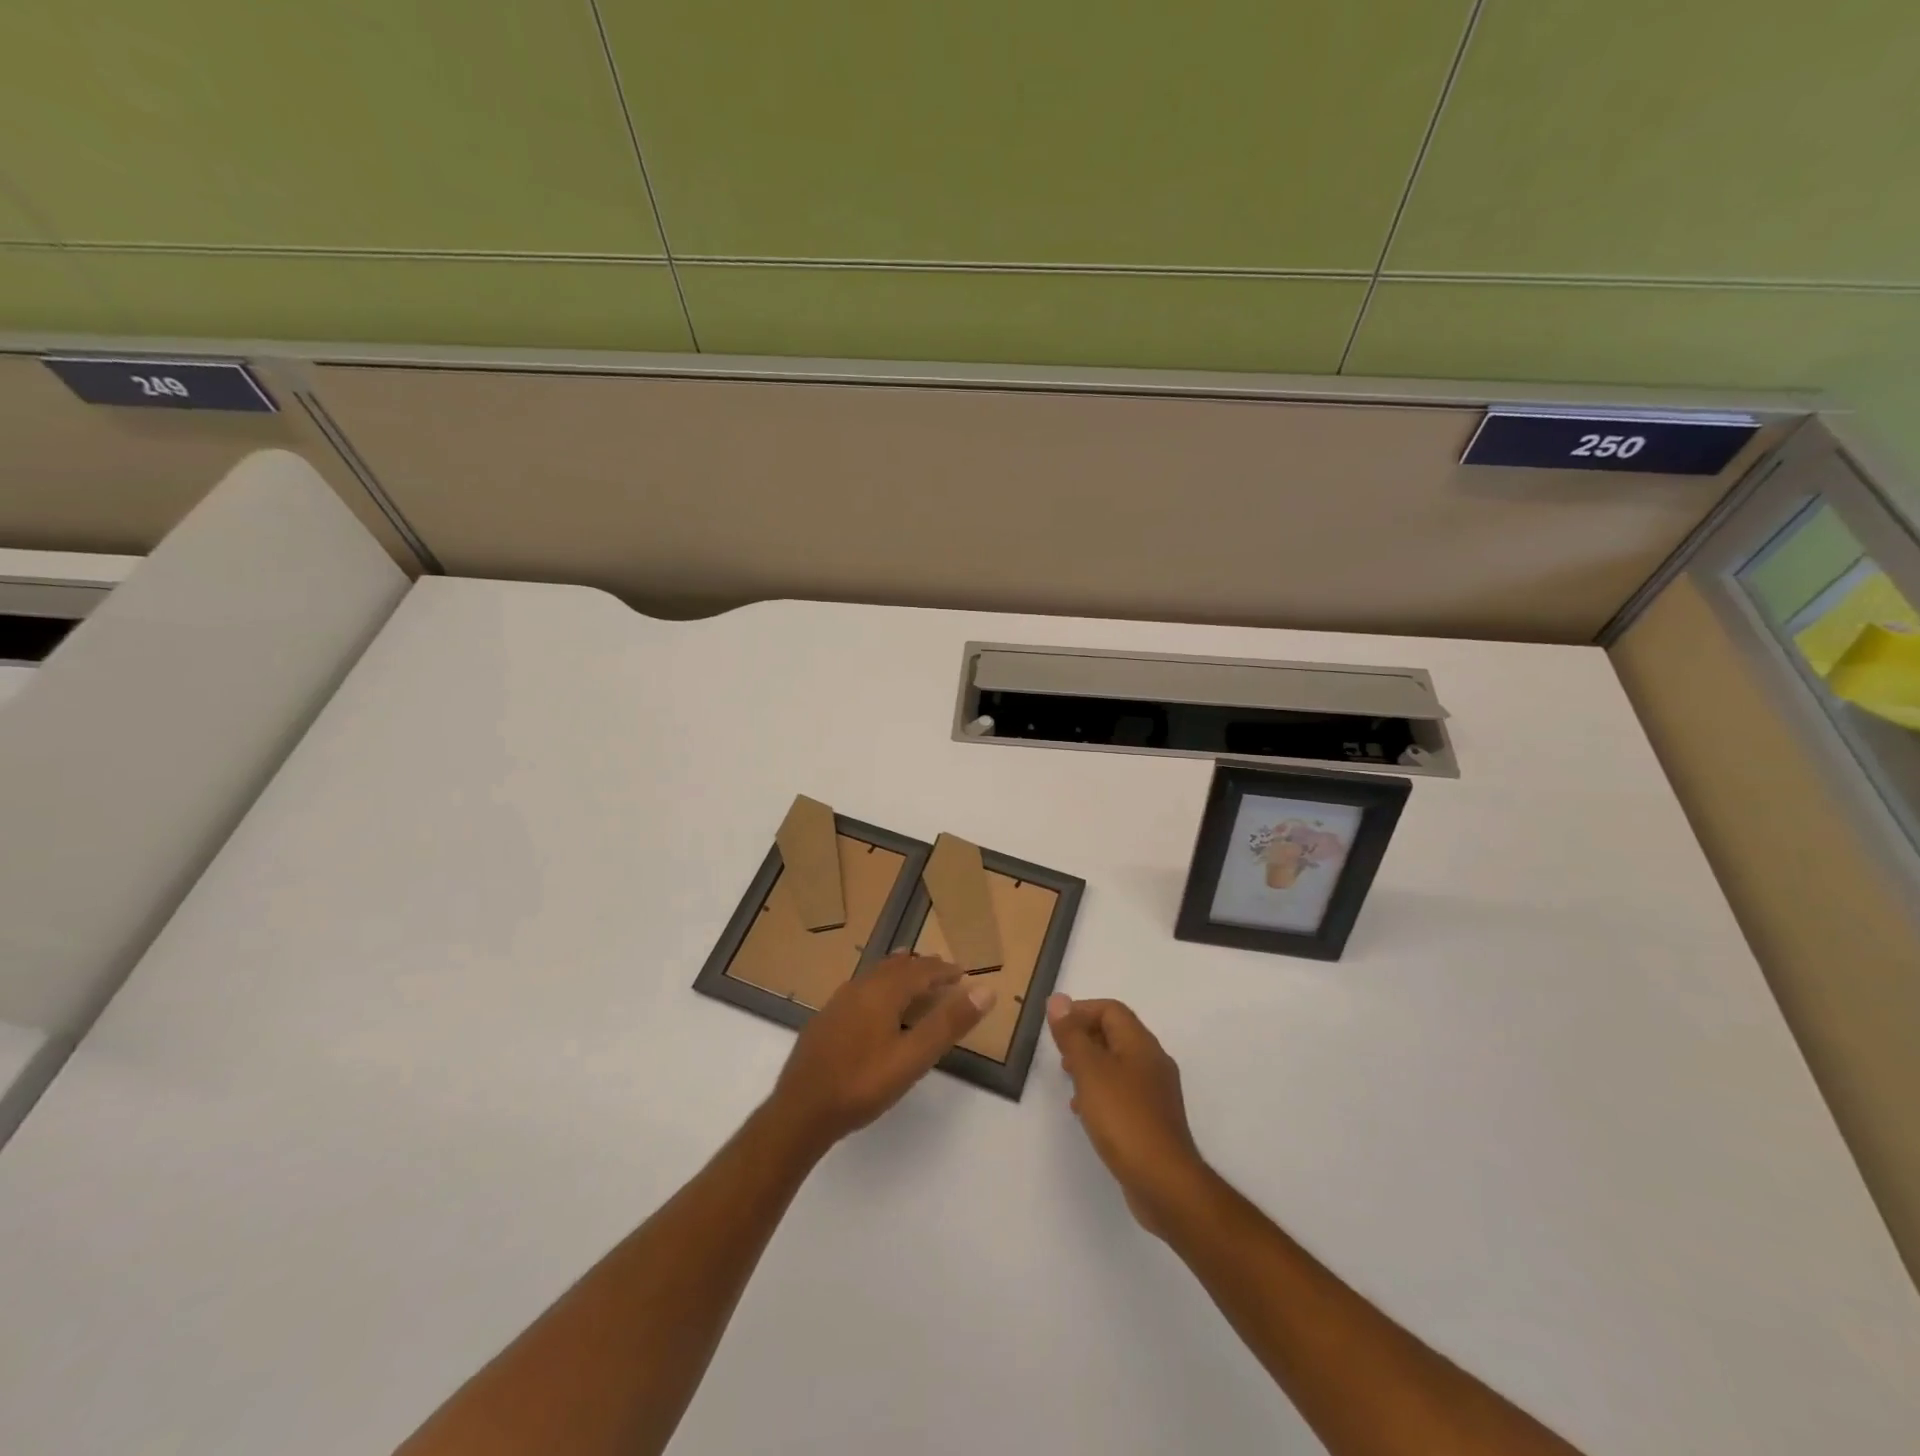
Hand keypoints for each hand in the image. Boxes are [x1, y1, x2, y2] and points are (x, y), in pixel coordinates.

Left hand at [768, 953, 994, 1155]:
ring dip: (899, 975)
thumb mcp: (913, 1057)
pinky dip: (881, 988)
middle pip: (896, 968)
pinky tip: (877, 1008)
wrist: (800, 1111)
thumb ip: (949, 1023)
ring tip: (913, 978)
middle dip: (922, 968)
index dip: (944, 970)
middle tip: (943, 974)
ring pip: (876, 976)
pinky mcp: (825, 1019)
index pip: (921, 970)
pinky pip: (861, 990)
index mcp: (883, 991)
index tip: (963, 973)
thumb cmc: (862, 1084)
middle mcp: (859, 987)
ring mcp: (838, 1002)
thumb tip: (986, 990)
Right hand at [1048, 994, 1210, 1235]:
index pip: (1111, 1010)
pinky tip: (1087, 1112)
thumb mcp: (1090, 1071)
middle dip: (1085, 1038)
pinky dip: (1101, 1092)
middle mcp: (1153, 1062)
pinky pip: (1123, 1092)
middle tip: (1061, 1055)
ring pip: (1118, 1064)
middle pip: (1116, 1034)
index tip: (1056, 1028)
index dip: (1081, 1011)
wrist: (1164, 1183)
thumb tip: (1058, 1000)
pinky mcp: (1153, 1120)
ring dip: (1091, 1066)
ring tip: (1069, 1082)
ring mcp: (1156, 1093)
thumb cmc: (1124, 1118)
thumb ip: (1072, 1035)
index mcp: (1141, 1044)